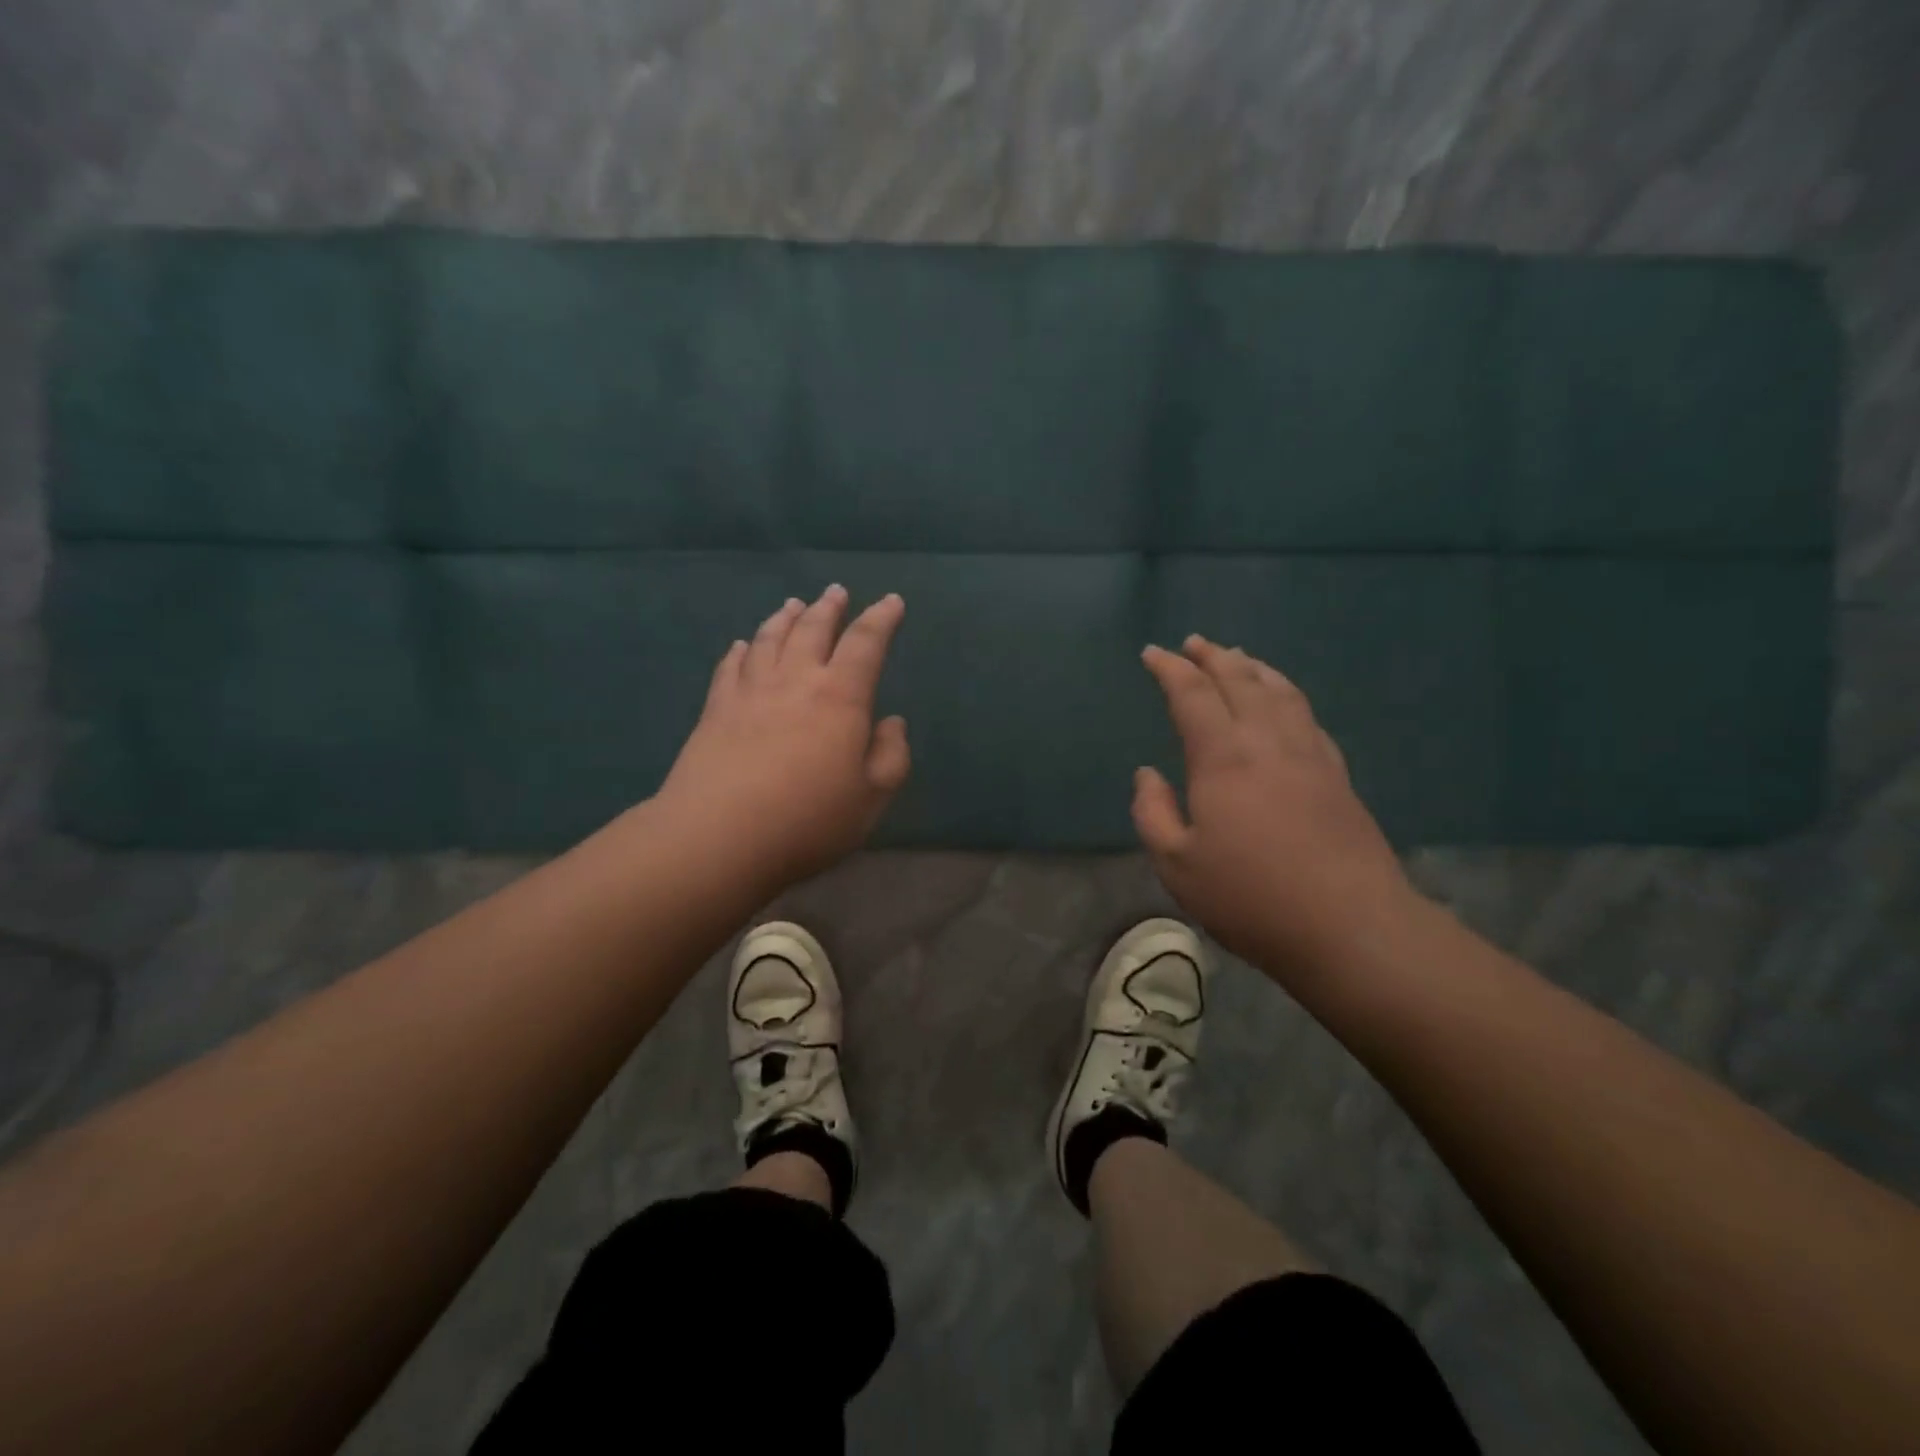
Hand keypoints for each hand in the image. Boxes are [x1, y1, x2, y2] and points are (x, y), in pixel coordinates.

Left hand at [656, 585, 910, 890]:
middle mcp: (795, 681)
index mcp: (840, 697)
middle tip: (836, 592)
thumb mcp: (871, 798)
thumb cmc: (807, 820)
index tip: (891, 601)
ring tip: (793, 605)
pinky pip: (731, 668)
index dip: (881, 619)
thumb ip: (891, 756)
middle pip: (812, 630)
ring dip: (785, 618)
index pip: (866, 644)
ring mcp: (750, 692)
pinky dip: (741, 651)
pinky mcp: (715, 710)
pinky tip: (743, 646)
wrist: (719, 837)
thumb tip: (891, 722)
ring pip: (769, 640)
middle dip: (829, 608)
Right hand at [1134, 635, 1414, 982]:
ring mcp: (1309, 755)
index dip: (1170, 669)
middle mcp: (1268, 742)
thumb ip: (1152, 813)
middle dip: (1212, 657)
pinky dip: (1287, 694)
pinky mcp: (1337, 775)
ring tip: (1237, 656)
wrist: (1351, 926)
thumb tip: (1147, 774)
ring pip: (1280, 691)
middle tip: (1193, 643)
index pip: (1193, 695)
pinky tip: (1284, 701)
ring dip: (1253, 667)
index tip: (1153, 653)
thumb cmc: (1251, 897)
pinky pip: (1307, 716)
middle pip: (1240, 680)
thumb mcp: (1177, 865)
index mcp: (1223, 758)